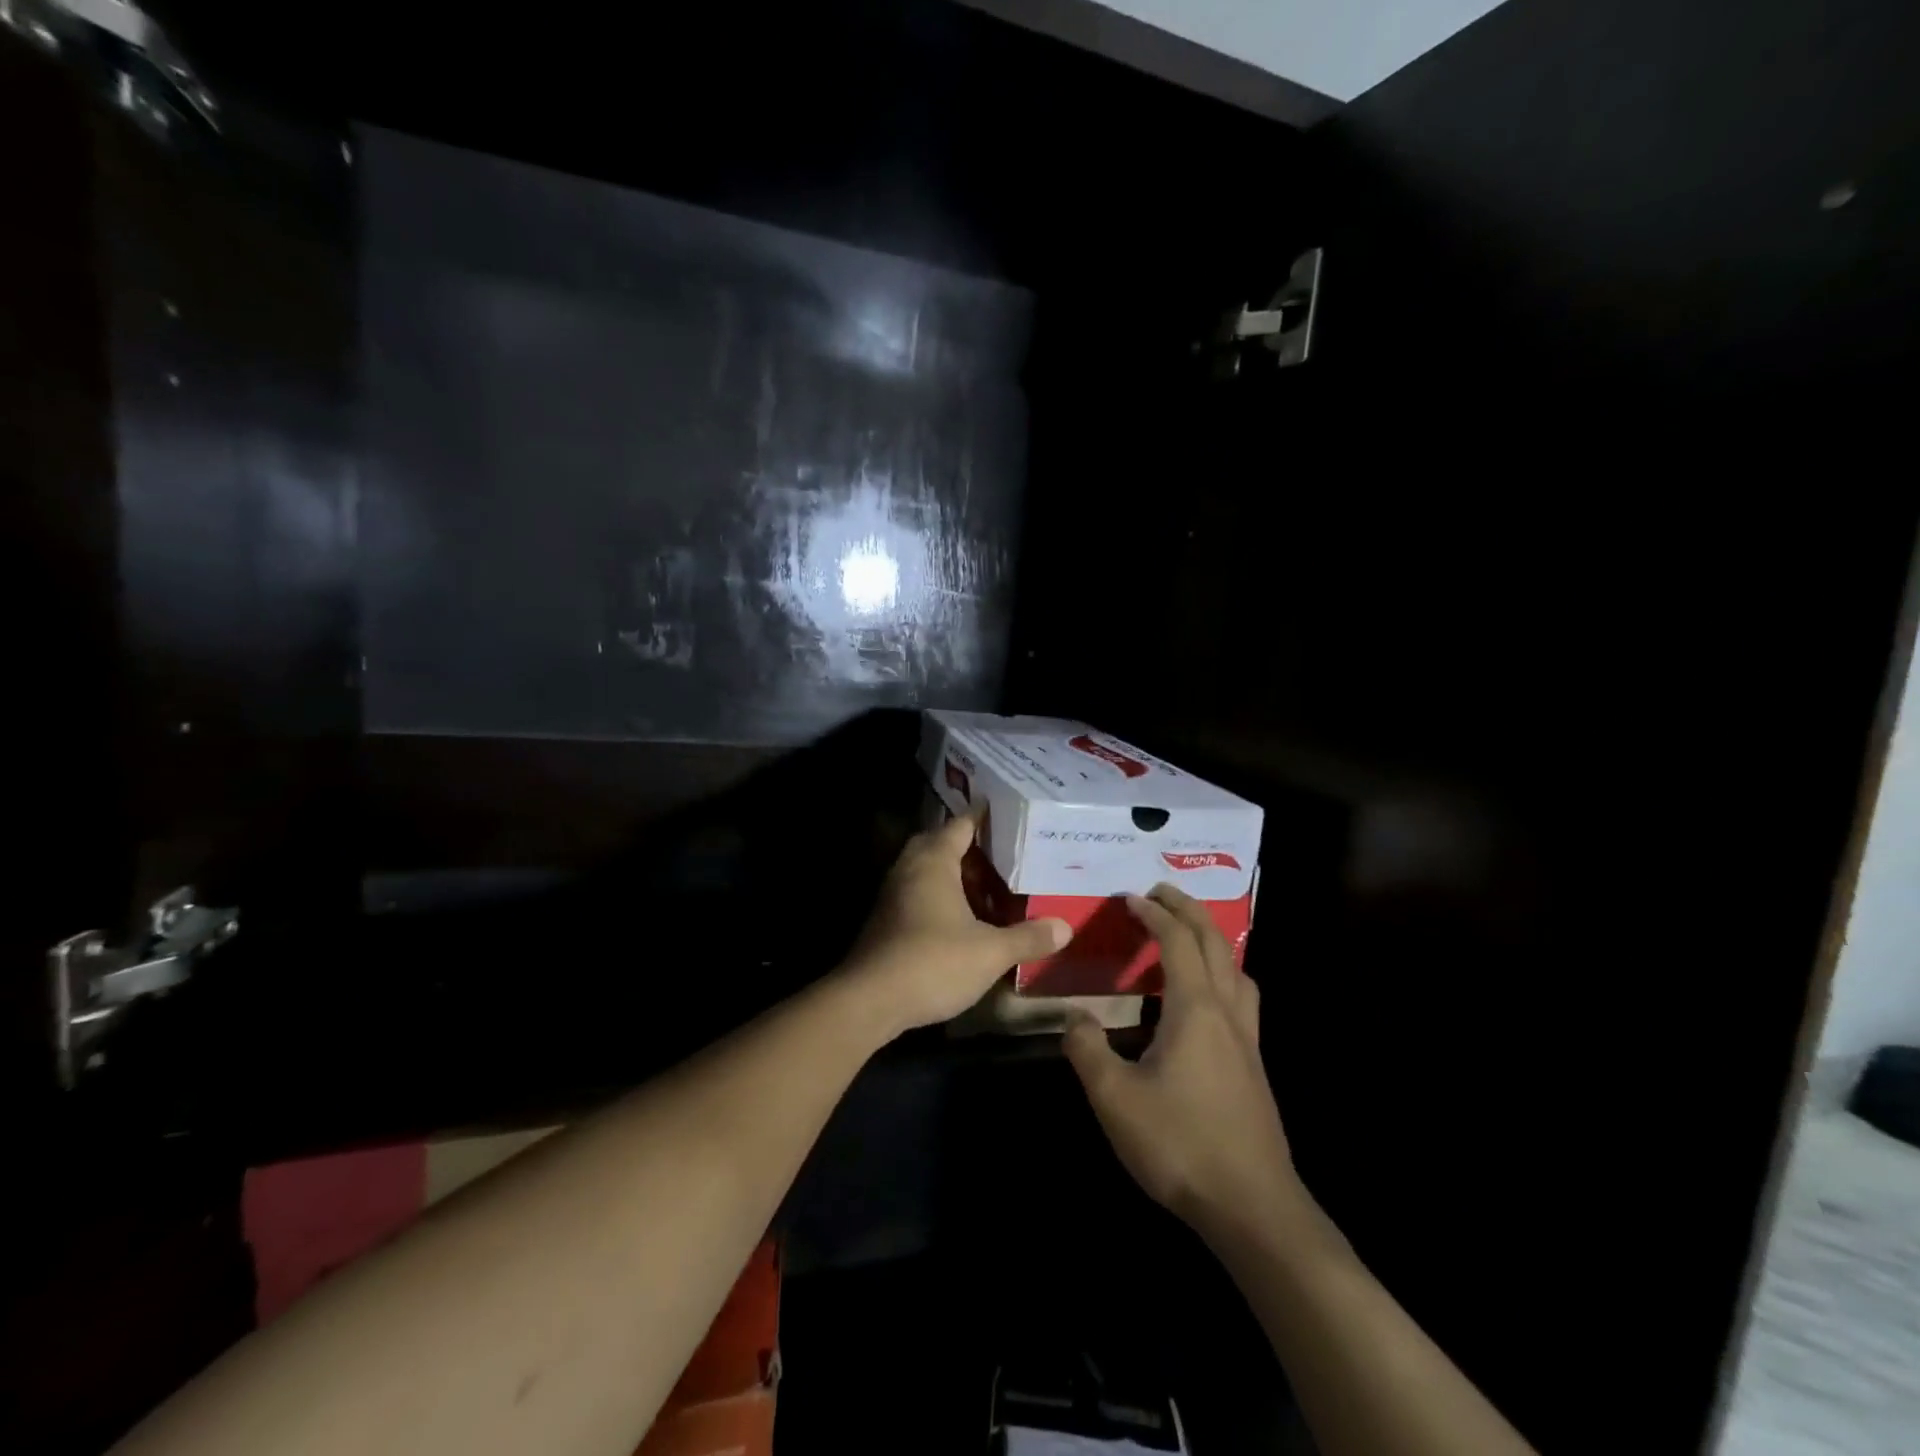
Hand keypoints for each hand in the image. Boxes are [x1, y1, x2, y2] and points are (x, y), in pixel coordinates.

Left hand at [841, 814, 1071, 1038]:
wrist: (869, 1000)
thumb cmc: (933, 962)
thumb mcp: (990, 952)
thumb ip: (1028, 937)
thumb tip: (1066, 927)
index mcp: (934, 861)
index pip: (960, 824)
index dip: (982, 815)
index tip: (1005, 809)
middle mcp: (909, 868)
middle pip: (938, 842)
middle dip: (966, 843)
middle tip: (999, 850)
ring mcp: (892, 894)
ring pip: (924, 869)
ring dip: (951, 871)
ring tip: (984, 882)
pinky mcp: (885, 920)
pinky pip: (916, 892)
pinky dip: (938, 894)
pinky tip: (959, 916)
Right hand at [1064, 884, 1309, 1238]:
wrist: (1252, 1206)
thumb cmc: (1181, 1144)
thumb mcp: (1115, 1099)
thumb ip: (1087, 1051)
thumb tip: (1074, 1019)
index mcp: (1195, 1008)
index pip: (1177, 941)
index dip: (1154, 913)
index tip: (1130, 897)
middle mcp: (1227, 1012)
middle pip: (1215, 943)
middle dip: (1188, 910)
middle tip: (1161, 893)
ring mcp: (1248, 1040)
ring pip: (1237, 969)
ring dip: (1212, 941)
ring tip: (1187, 938)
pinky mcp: (1254, 1066)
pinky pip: (1242, 998)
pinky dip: (1223, 974)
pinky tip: (1205, 1002)